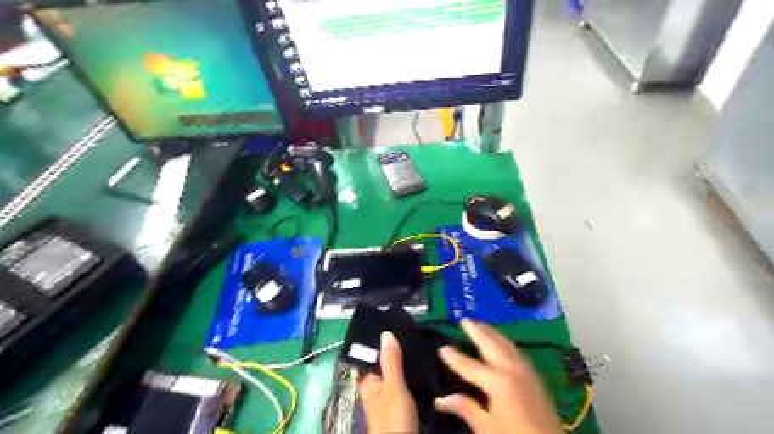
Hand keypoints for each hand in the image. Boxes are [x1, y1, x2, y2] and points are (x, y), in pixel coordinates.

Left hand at [359, 331, 420, 431]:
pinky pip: (404, 382)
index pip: (370, 354)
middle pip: (384, 362)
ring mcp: (388, 395)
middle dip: (396, 349)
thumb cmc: (394, 418)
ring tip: (420, 343)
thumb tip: (385, 332)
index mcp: (367, 381)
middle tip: (413, 330)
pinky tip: (423, 366)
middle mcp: (375, 386)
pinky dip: (411, 374)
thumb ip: (390, 361)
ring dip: (405, 361)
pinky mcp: (400, 402)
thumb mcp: (393, 386)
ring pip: (396, 372)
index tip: (394, 321)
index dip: (379, 339)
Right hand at [435, 319, 563, 433]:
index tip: (442, 348)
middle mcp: (512, 370)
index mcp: (498, 382)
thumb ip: (465, 408)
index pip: (470, 366)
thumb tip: (440, 400)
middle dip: (478, 331)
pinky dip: (506, 343)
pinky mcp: (536, 378)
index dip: (455, 358)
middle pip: (492, 345)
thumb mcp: (487, 427)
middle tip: (465, 320)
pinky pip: (518, 352)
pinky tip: (503, 343)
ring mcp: (526, 372)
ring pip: (507, 345)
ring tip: (482, 324)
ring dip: (493, 333)